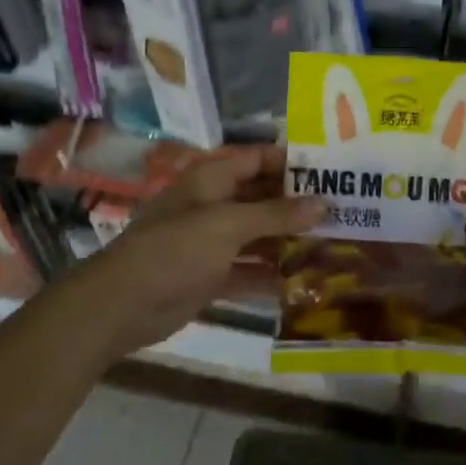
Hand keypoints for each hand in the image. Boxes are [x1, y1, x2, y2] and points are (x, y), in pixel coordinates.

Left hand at [81, 144, 324, 357]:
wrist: (121, 305)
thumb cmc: (174, 250)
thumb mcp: (227, 225)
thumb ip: (276, 214)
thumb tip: (324, 203)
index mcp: (211, 180)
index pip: (258, 159)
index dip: (292, 161)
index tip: (332, 170)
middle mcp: (214, 206)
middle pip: (262, 198)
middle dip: (298, 204)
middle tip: (344, 210)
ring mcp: (212, 243)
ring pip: (259, 236)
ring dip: (290, 240)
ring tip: (335, 244)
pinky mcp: (212, 276)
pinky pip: (250, 269)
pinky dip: (273, 274)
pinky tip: (307, 280)